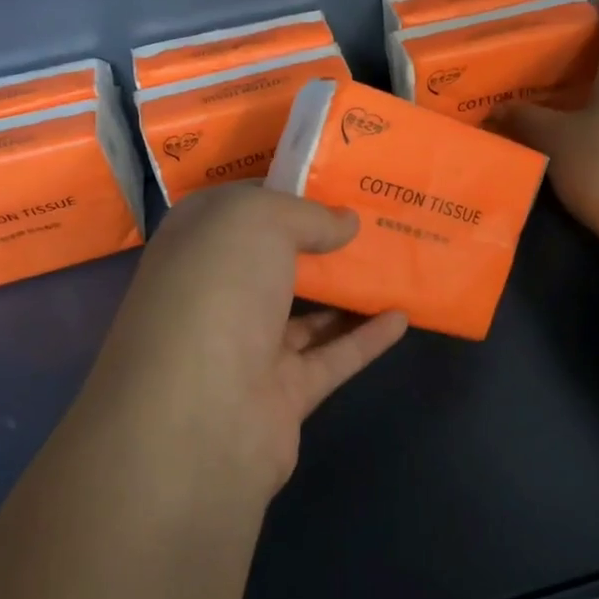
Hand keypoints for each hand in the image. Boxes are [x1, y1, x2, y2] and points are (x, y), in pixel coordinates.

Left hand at [78, 184, 408, 496]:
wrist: (199, 416)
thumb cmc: (217, 292)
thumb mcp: (257, 222)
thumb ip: (306, 215)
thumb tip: (344, 222)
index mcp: (196, 246)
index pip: (239, 209)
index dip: (283, 192)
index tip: (333, 181)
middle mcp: (216, 295)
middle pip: (273, 262)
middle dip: (317, 242)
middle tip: (373, 219)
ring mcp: (246, 348)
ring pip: (304, 313)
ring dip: (345, 291)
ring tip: (393, 263)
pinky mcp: (282, 394)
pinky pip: (332, 358)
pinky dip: (367, 338)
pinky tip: (403, 316)